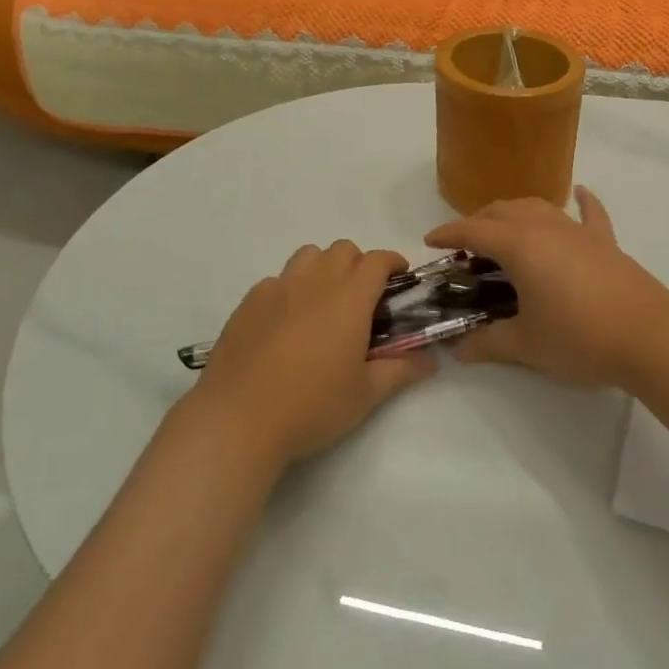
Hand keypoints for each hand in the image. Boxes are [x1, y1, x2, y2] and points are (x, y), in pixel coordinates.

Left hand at [188, 241, 435, 463]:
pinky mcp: (249, 302)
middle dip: (359, 264)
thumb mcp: (365, 395)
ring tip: (324, 302)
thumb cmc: (312, 406)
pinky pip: (277, 280)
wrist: (238, 420)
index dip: (393, 262)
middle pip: (343, 249)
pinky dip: (290, 289)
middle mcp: (314, 282)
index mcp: (349, 298)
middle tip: (363, 297)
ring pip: (308, 255)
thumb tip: (430, 361)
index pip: (377, 260)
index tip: (400, 278)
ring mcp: (277, 288)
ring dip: (324, 267)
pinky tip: (287, 322)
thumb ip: (400, 370)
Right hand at [423, 187, 668, 388]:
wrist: (649, 336)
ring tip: (504, 231)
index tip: (430, 242)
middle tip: (465, 248)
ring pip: (538, 206)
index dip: (448, 233)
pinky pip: (590, 213)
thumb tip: (458, 349)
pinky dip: (581, 202)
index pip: (473, 230)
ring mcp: (578, 231)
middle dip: (478, 222)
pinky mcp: (606, 242)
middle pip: (502, 211)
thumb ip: (488, 342)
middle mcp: (545, 227)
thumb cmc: (579, 337)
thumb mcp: (526, 345)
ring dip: (514, 213)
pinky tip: (580, 193)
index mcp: (520, 245)